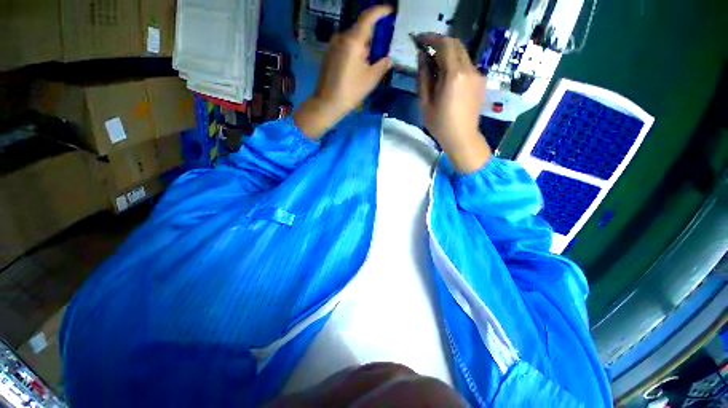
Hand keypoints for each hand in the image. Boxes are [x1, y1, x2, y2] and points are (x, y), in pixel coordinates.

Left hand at [295, 6, 393, 138]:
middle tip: (382, 49)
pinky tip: (357, 68)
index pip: (368, 17)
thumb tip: (387, 58)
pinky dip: (355, 52)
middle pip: (360, 30)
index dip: (380, 11)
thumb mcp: (371, 79)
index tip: (390, 11)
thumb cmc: (351, 91)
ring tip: (369, 63)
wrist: (327, 103)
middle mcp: (341, 38)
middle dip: (373, 37)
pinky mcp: (329, 54)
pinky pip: (345, 47)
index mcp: (353, 41)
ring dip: (363, 47)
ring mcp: (333, 46)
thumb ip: (382, 64)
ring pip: (353, 40)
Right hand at [418, 35, 491, 172]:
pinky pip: (467, 66)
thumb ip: (424, 77)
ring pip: (462, 55)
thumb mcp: (425, 103)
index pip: (445, 45)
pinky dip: (455, 65)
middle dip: (440, 44)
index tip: (420, 40)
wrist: (462, 138)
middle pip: (456, 45)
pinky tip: (447, 79)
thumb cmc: (440, 124)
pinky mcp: (481, 81)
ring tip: (434, 68)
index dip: (431, 38)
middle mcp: (469, 70)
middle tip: (426, 52)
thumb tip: (423, 58)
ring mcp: (478, 75)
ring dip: (448, 55)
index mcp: (454, 75)